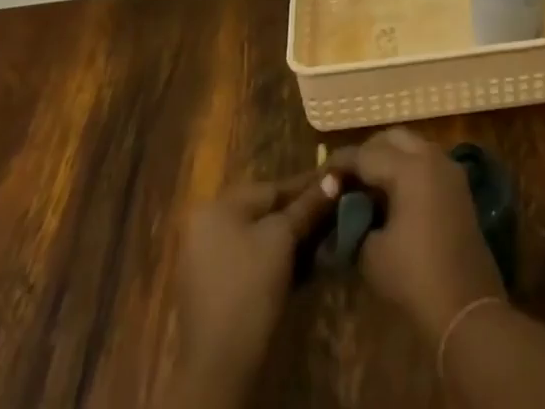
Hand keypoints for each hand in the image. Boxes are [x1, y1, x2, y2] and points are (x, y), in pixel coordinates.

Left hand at [165, 172, 338, 408]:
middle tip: (334, 213)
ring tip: (326, 239)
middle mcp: (207, 227)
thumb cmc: (249, 287)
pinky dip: (277, 261)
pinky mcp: (217, 291)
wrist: (219, 367)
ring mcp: (208, 261)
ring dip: (292, 240)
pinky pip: (252, 262)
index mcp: (216, 207)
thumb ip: (307, 206)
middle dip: (301, 214)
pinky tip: (306, 266)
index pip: (271, 188)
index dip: (307, 186)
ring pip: (260, 239)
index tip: (337, 181)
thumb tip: (334, 177)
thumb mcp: (282, 239)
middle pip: (265, 213)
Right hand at [331, 128, 505, 343]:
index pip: (365, 154)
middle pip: (392, 138)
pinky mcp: (459, 187)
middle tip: (347, 177)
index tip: (322, 174)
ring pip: (412, 146)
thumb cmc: (414, 278)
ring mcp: (449, 170)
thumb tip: (348, 210)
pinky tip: (393, 195)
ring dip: (389, 157)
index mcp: (409, 168)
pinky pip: (427, 162)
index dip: (340, 163)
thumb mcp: (371, 254)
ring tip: (368, 185)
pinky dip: (407, 168)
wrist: (466, 309)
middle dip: (367, 152)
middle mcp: (431, 157)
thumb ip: (355, 221)